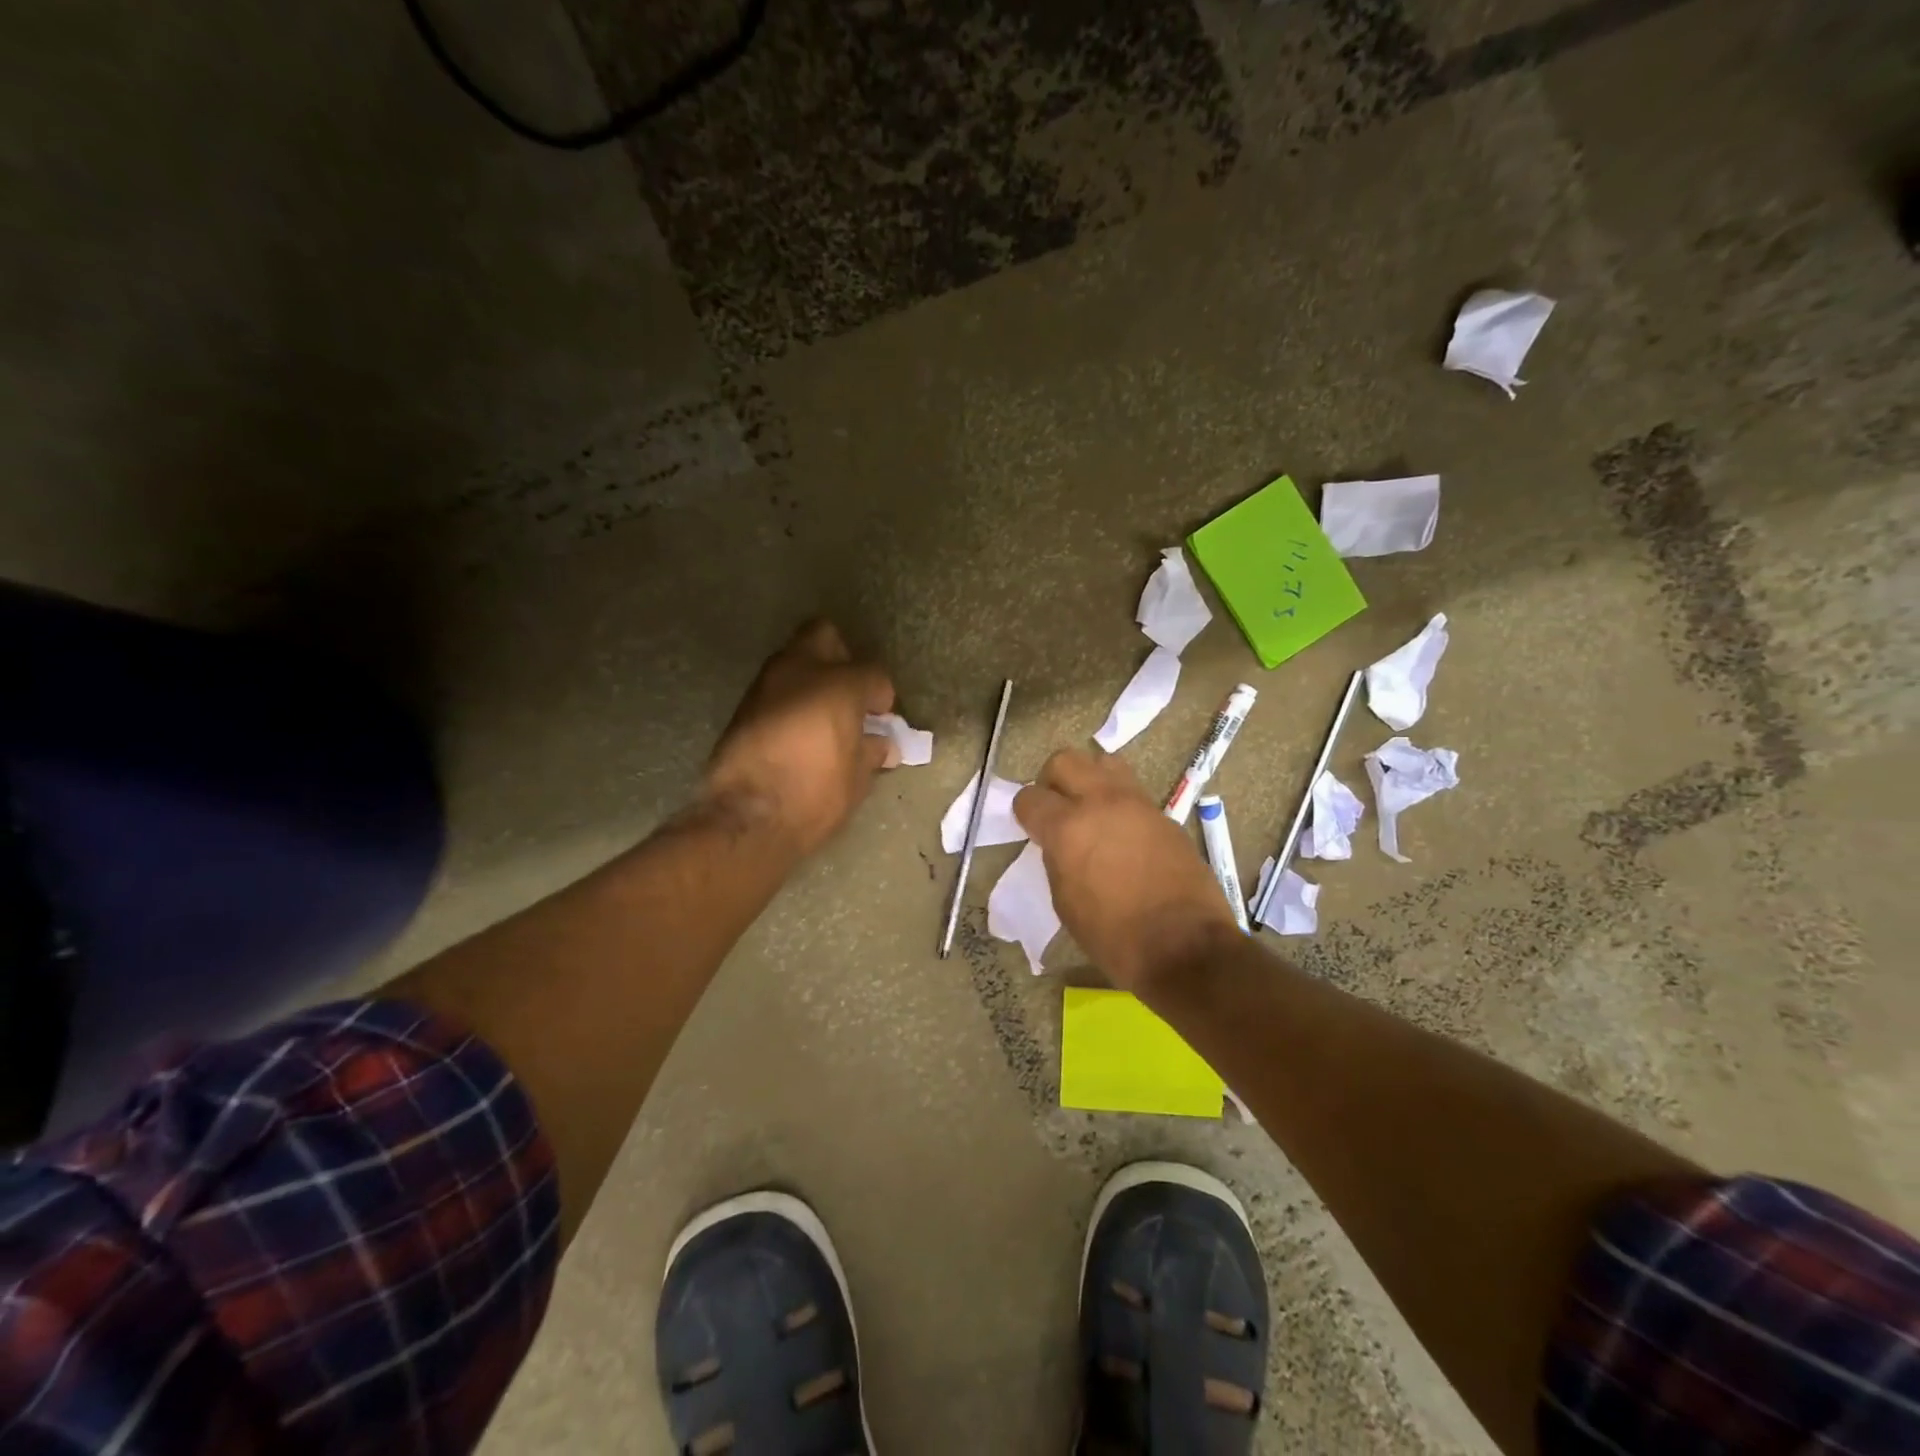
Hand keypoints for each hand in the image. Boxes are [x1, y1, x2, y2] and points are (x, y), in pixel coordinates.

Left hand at [703, 620, 895, 855]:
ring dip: (812, 680)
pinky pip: (776, 690)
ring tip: (825, 718)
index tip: (880, 719)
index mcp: (839, 684)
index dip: (881, 696)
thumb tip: (882, 744)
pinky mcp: (742, 706)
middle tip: (851, 696)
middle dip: (841, 659)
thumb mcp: (857, 777)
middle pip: (824, 636)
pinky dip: (791, 702)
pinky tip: (799, 733)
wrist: (748, 816)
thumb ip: (872, 751)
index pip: (873, 673)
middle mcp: (799, 671)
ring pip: (794, 660)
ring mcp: (765, 685)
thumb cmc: (815, 793)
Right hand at [1014, 750, 1239, 993]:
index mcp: (1068, 828)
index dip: (1025, 812)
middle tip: (1057, 809)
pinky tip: (1122, 835)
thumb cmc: (1114, 936)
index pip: (1029, 797)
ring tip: (1092, 812)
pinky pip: (1132, 791)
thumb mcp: (1066, 902)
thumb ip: (1057, 859)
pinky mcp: (1163, 814)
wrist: (1185, 946)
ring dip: (1090, 780)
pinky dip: (1119, 803)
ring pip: (1104, 762)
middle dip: (1053, 781)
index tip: (1031, 827)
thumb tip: (1059, 843)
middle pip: (1065, 760)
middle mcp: (1100, 803)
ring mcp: (1136, 804)